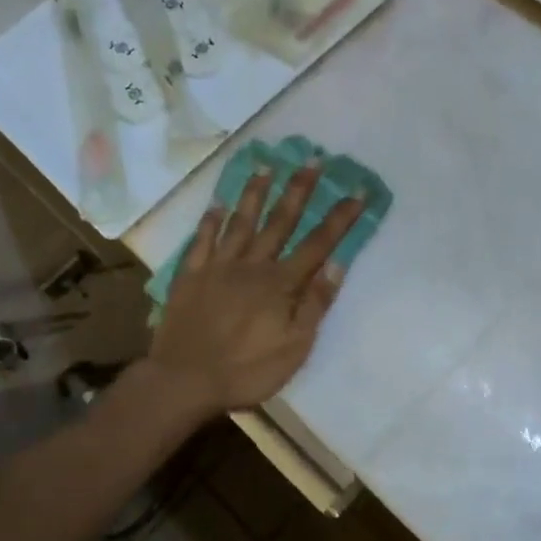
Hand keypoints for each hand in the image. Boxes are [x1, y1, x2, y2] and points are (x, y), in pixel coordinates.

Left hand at [147, 161, 365, 416]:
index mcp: (280, 284)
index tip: (357, 191)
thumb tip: (337, 265)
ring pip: (240, 222)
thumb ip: (315, 305)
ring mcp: (217, 267)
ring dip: (255, 193)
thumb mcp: (294, 348)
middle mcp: (251, 266)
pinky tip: (217, 204)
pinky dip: (210, 221)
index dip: (339, 218)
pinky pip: (202, 240)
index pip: (317, 244)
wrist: (184, 381)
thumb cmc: (246, 371)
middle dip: (299, 190)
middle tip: (312, 160)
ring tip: (266, 165)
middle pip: (280, 222)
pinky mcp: (190, 276)